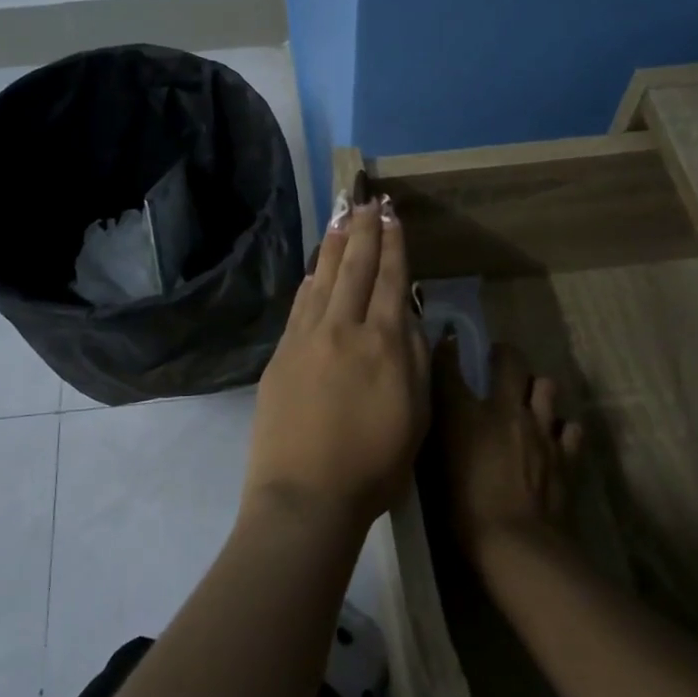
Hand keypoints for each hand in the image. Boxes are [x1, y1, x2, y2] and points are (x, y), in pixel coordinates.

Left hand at [243, 197, 430, 535]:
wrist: (305, 495)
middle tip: (367, 201)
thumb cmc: (374, 466)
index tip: (392, 216)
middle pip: (355, 269)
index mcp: (384, 343)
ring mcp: (307, 339)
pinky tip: (315, 270)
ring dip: (334, 246)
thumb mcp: (417, 416)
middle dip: (364, 232)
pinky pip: (299, 306)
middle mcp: (344, 329)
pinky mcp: (281, 355)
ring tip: (342, 219)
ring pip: (324, 280)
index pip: (391, 280)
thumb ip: (416, 360)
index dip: (393, 245)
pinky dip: (310, 282)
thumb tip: (410, 317)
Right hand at [435, 339, 584, 573]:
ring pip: (546, 385)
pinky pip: (570, 427)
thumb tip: (438, 417)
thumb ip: (438, 437)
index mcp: (465, 414)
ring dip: (537, 388)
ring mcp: (541, 429)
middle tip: (497, 360)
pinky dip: (561, 428)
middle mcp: (505, 410)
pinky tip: (554, 438)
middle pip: (510, 361)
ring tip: (530, 399)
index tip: (447, 342)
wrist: (517, 544)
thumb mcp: (436, 470)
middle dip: (503, 354)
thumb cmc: (464, 512)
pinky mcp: (566, 453)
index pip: (450, 366)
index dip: (447, 349)